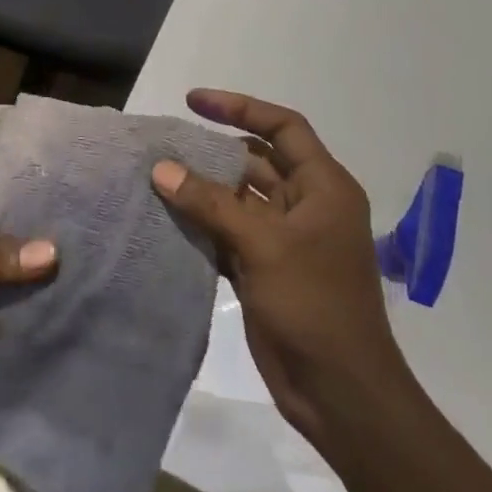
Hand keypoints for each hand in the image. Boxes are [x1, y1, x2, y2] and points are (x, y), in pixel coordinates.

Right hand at [151, 89, 410, 436]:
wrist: (337, 390)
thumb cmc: (314, 305)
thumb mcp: (264, 245)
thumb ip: (211, 204)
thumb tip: (162, 169)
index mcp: (323, 188)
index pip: (283, 128)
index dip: (240, 108)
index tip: (193, 101)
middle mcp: (305, 205)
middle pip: (255, 161)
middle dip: (212, 151)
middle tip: (164, 144)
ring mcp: (283, 239)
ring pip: (236, 199)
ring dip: (201, 189)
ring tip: (154, 177)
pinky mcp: (263, 268)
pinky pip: (226, 232)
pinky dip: (200, 224)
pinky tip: (164, 218)